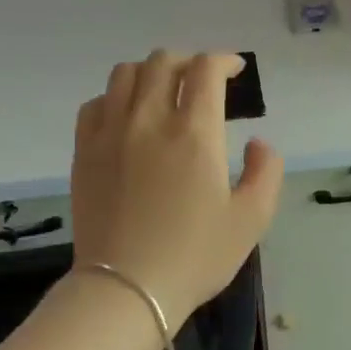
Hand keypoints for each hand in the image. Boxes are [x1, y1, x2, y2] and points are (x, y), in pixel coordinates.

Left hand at [69, 50, 283, 328]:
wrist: (127, 289)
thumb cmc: (195, 256)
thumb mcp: (252, 219)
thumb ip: (266, 172)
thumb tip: (258, 143)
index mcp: (194, 132)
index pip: (205, 70)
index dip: (223, 60)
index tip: (234, 70)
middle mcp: (149, 120)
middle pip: (164, 62)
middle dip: (189, 62)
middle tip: (202, 81)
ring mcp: (110, 133)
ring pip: (125, 74)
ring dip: (151, 72)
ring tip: (163, 90)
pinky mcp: (84, 151)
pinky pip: (96, 103)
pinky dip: (116, 97)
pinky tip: (127, 116)